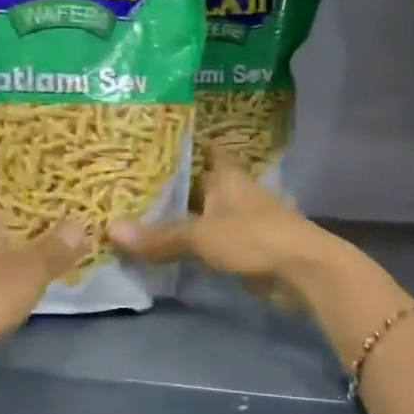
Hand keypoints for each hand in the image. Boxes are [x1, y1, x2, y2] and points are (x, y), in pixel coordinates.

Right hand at [109, 150, 340, 310]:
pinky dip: (196, 242)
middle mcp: (237, 192)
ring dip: (185, 216)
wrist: (302, 271)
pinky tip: (173, 247)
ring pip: (208, 213)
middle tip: (134, 184)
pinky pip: (215, 240)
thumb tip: (110, 230)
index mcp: (228, 176)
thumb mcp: (201, 235)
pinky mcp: (250, 247)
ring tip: (146, 215)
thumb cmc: (254, 238)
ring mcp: (246, 221)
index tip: (156, 142)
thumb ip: (160, 236)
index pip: (207, 150)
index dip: (186, 145)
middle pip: (202, 184)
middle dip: (175, 185)